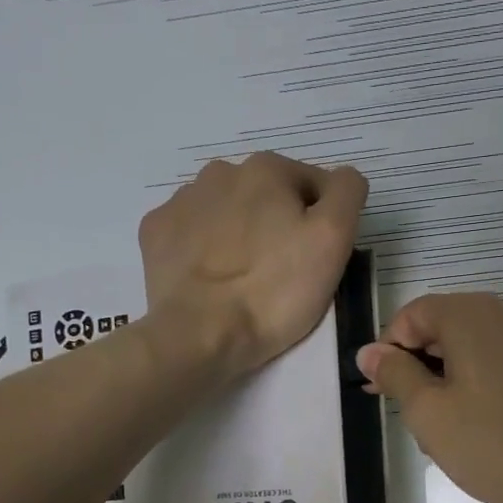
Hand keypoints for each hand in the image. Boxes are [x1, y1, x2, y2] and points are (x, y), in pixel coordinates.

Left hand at [139, 152, 367, 377]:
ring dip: (242, 234)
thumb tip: (342, 180)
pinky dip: (206, 249)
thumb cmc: (275, 290)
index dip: (325, 222)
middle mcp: (220, 172)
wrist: (200, 334)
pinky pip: (193, 233)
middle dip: (280, 224)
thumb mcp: (333, 240)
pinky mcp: (156, 233)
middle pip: (268, 196)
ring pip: (229, 212)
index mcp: (268, 169)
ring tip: (247, 279)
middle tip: (286, 272)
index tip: (320, 260)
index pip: (315, 186)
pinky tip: (213, 279)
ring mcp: (181, 201)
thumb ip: (346, 194)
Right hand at [356, 293, 502, 502]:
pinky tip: (481, 430)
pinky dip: (480, 388)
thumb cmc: (494, 445)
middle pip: (444, 329)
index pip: (412, 315)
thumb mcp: (428, 413)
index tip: (382, 394)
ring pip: (472, 351)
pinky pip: (501, 366)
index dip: (389, 351)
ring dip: (448, 383)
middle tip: (411, 419)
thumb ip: (394, 374)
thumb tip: (369, 351)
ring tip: (446, 434)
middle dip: (419, 369)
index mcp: (471, 315)